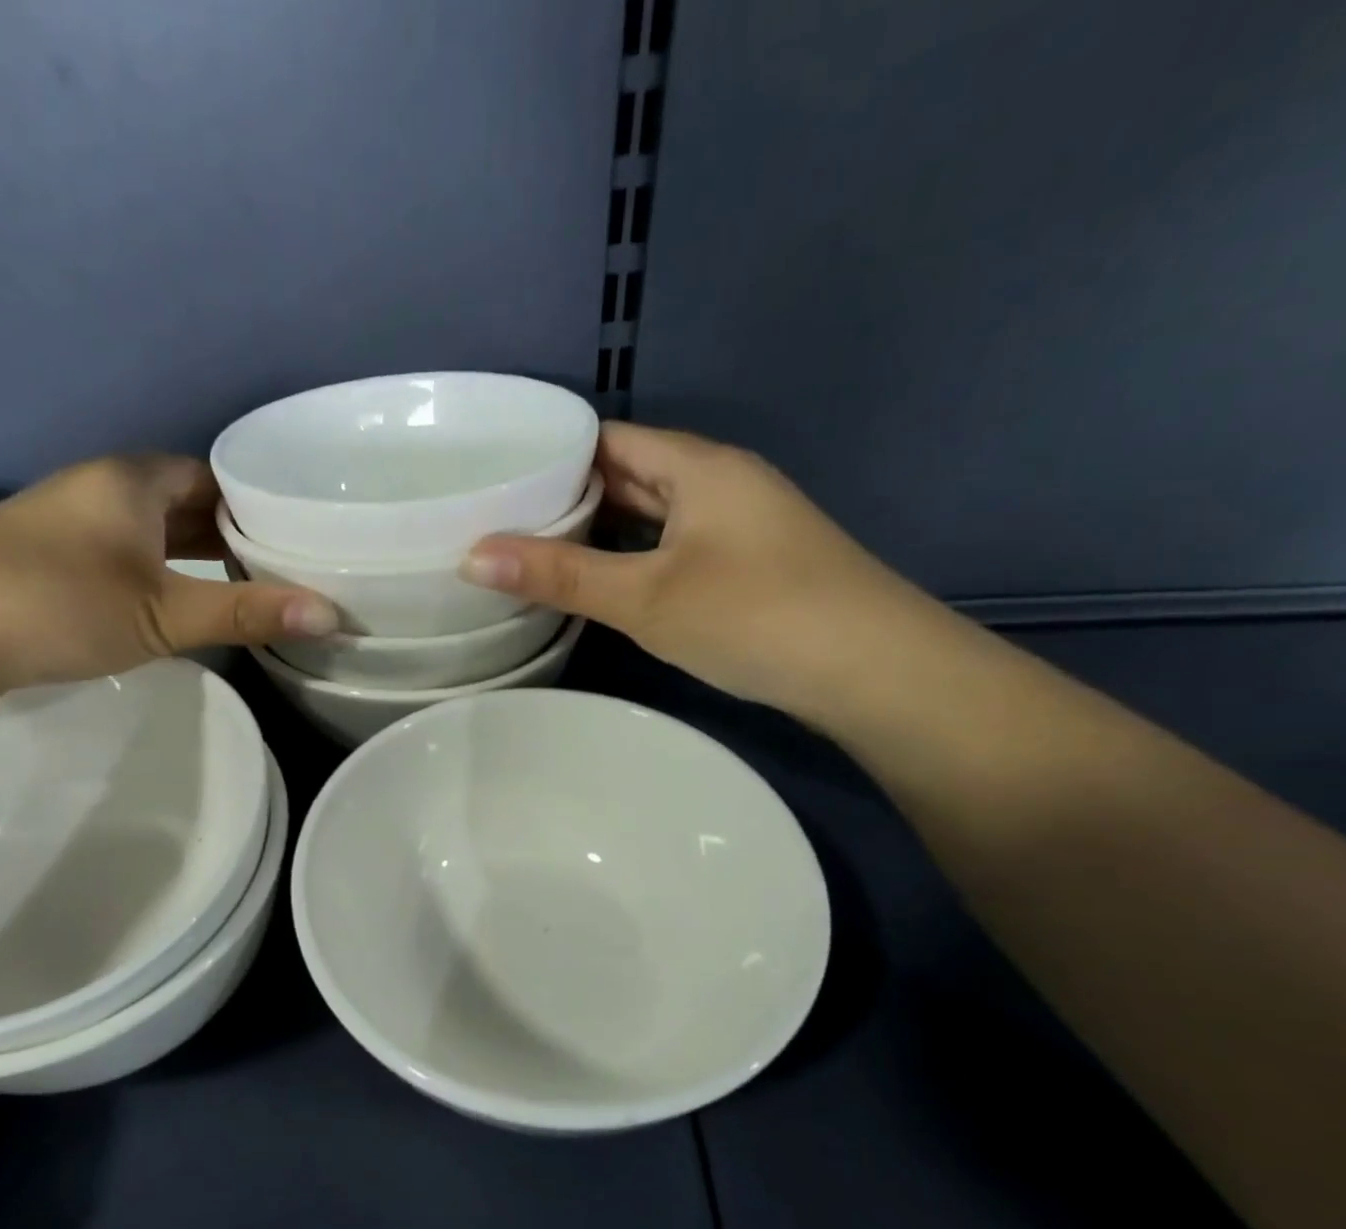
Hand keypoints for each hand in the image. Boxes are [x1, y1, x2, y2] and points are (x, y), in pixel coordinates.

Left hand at [0, 453, 336, 693]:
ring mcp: (72, 523)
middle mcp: (103, 488)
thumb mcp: (163, 612)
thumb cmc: (56, 603)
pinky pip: (126, 555)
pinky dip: (160, 573)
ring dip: (194, 556)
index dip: (259, 503)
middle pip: (186, 503)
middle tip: (286, 569)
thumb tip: (333, 613)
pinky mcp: (50, 559)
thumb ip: (246, 612)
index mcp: (134, 479)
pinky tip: (177, 604)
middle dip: (232, 533)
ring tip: (246, 590)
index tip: (302, 537)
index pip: (215, 476)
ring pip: (153, 532)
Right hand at [460, 422, 941, 720]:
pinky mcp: (746, 566)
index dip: (550, 454)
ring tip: (532, 554)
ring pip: (650, 515)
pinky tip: (599, 586)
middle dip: (566, 497)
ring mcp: (738, 526)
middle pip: (628, 475)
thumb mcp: (646, 596)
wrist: (875, 673)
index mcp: (698, 465)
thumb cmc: (755, 615)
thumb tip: (470, 556)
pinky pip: (671, 547)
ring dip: (598, 532)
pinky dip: (630, 558)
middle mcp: (720, 482)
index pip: (607, 438)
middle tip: (499, 522)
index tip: (493, 480)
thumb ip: (560, 575)